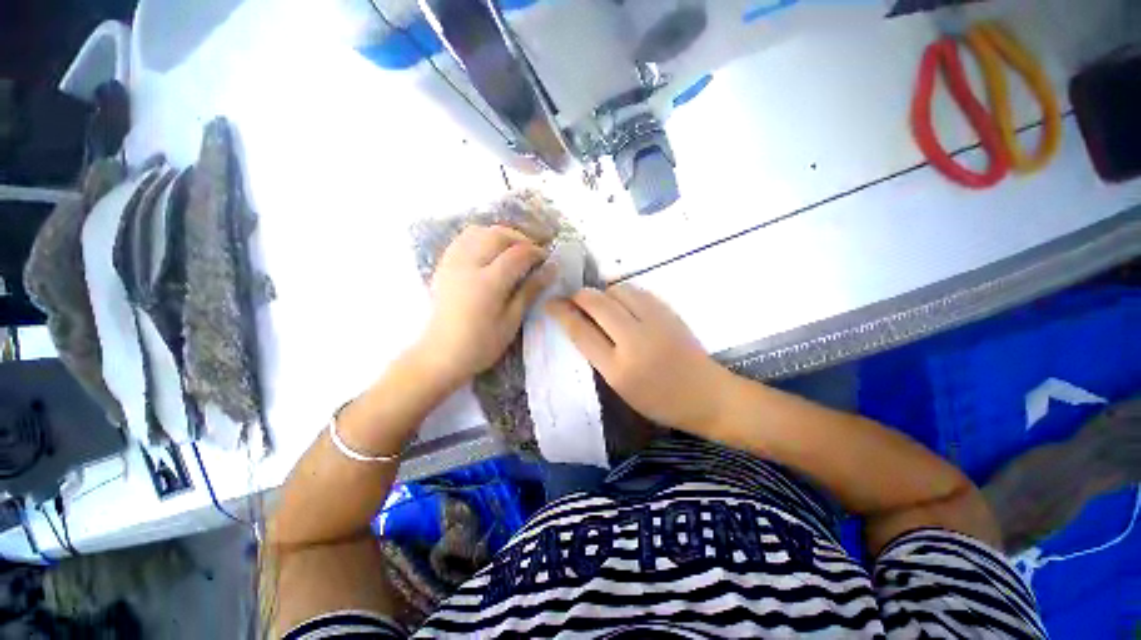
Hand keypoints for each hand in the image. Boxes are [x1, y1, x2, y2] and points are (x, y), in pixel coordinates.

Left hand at [415, 225, 554, 386]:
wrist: (442, 353)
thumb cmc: (482, 344)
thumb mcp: (512, 321)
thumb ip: (530, 290)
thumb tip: (551, 269)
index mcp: (488, 283)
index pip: (517, 254)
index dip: (536, 252)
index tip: (547, 260)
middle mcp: (468, 265)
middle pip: (498, 235)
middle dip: (520, 239)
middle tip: (533, 253)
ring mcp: (453, 262)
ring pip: (479, 231)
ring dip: (501, 235)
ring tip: (513, 249)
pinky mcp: (444, 264)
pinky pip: (463, 238)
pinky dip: (481, 237)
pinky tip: (491, 250)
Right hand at [546, 284, 732, 434]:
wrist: (707, 395)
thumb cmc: (660, 400)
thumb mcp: (621, 387)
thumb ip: (598, 355)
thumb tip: (580, 324)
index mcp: (618, 369)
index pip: (581, 332)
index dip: (561, 313)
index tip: (550, 303)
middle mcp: (634, 341)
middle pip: (597, 304)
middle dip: (579, 296)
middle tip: (573, 298)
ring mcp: (654, 322)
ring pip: (617, 290)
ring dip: (603, 293)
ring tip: (601, 304)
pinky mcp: (669, 311)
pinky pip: (637, 291)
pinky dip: (623, 292)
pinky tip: (623, 303)